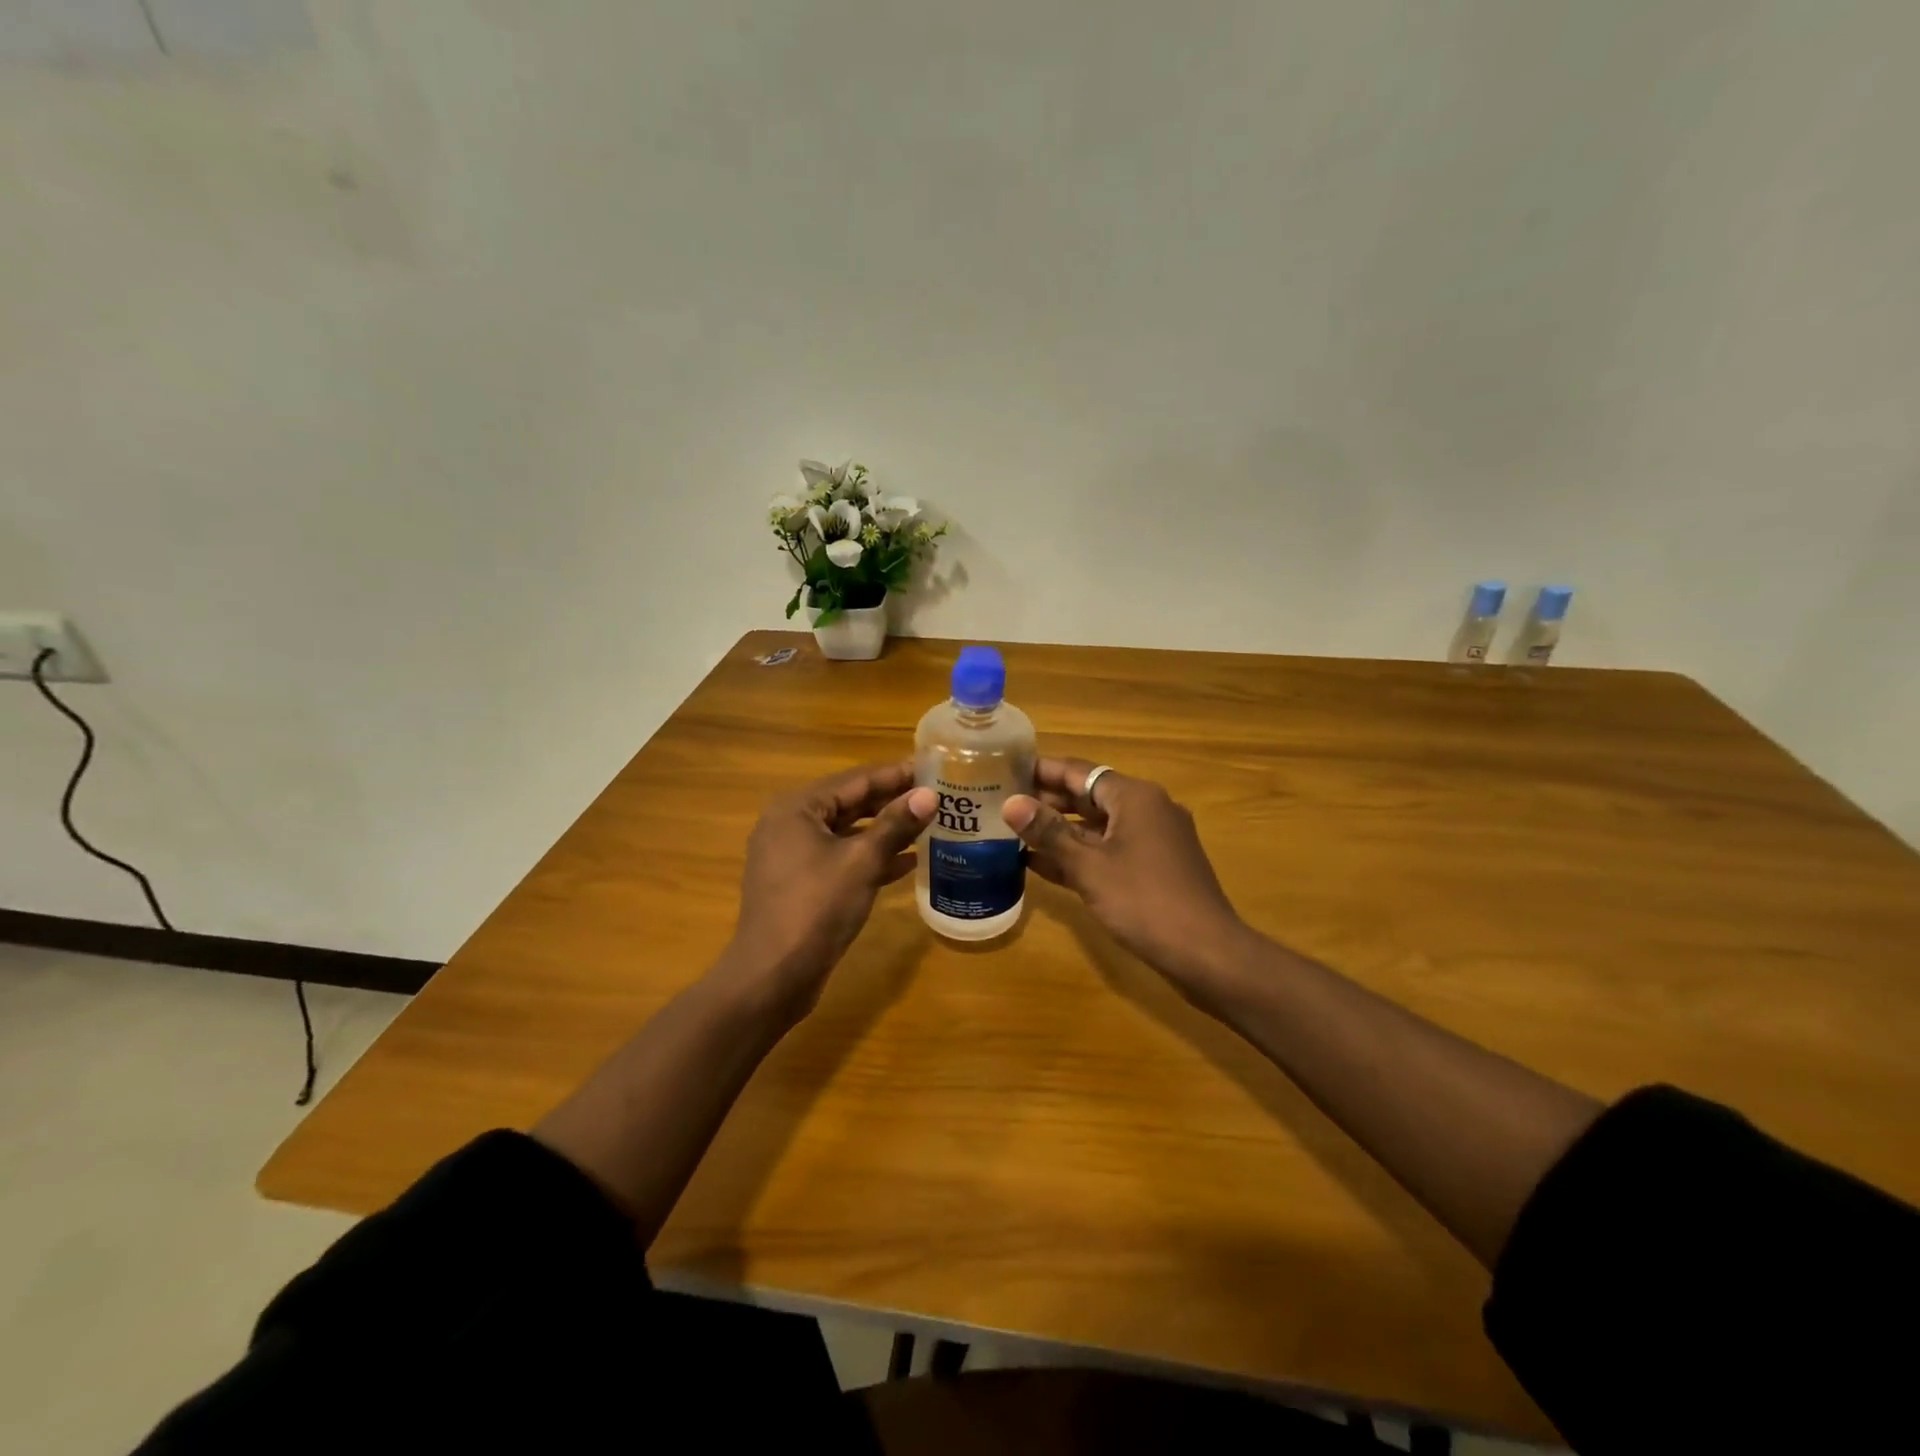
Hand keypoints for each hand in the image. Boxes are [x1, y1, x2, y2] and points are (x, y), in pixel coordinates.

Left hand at [723, 761, 935, 1016]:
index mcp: (797, 808)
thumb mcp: (862, 862)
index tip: (933, 767)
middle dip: (893, 801)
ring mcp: (792, 855)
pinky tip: (908, 861)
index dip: (897, 774)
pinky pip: (841, 858)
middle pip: (850, 802)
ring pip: (847, 832)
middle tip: (937, 795)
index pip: (856, 779)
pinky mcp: (801, 883)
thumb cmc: (816, 908)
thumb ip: (896, 825)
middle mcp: (790, 823)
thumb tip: (930, 795)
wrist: (773, 976)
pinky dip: (871, 857)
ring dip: (885, 830)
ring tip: (929, 824)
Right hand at [1003, 758, 1252, 1001]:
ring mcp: (1153, 840)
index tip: (1005, 769)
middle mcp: (1147, 809)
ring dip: (1060, 830)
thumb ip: (1049, 833)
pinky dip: (1080, 855)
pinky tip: (1042, 865)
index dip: (1041, 770)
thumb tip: (1010, 803)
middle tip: (1002, 804)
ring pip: (1098, 826)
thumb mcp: (1089, 866)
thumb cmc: (1144, 901)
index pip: (1079, 771)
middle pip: (1089, 796)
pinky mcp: (1154, 868)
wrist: (1207, 953)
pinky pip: (1109, 850)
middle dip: (1047, 801)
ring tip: (1013, 832)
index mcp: (1135, 797)